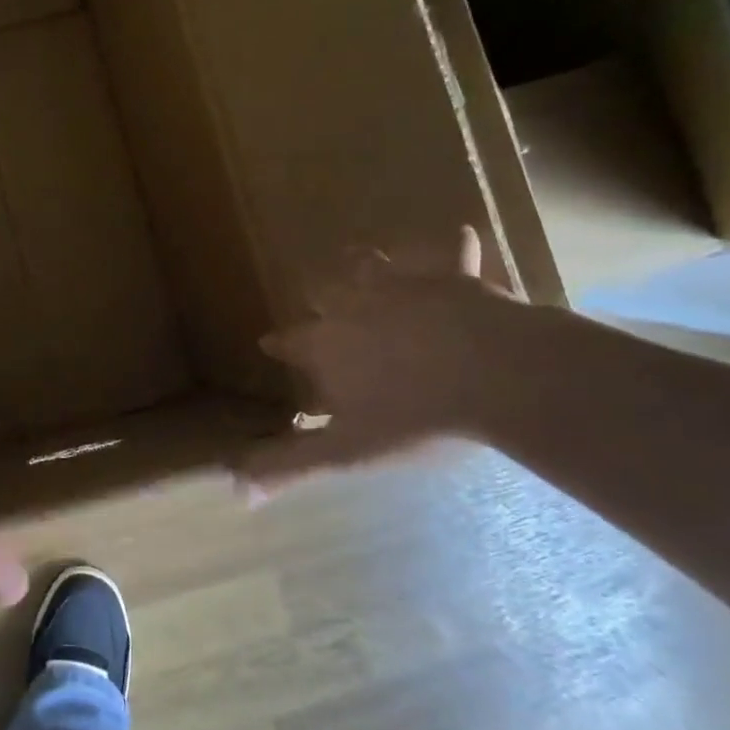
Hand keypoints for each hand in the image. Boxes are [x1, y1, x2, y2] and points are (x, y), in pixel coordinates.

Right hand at [241, 227, 521, 498]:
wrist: (494, 375)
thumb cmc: (414, 417)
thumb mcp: (347, 451)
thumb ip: (291, 466)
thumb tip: (235, 493)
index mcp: (326, 346)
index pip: (290, 342)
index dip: (279, 344)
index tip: (270, 343)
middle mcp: (354, 306)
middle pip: (323, 291)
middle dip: (317, 296)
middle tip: (320, 300)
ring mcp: (402, 286)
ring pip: (371, 263)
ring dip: (363, 263)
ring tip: (360, 260)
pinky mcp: (450, 277)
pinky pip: (448, 253)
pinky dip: (452, 248)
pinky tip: (460, 236)